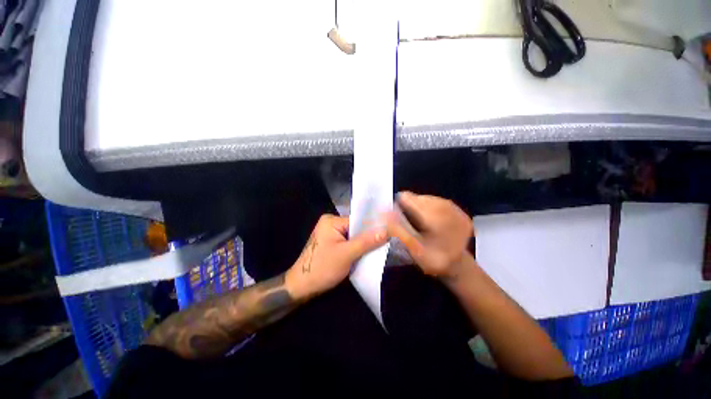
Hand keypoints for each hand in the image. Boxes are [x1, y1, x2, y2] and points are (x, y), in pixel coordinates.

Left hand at [286, 214, 386, 298]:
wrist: (301, 288)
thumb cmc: (322, 268)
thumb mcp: (346, 254)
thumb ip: (366, 242)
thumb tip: (387, 231)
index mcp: (331, 221)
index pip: (357, 221)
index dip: (372, 228)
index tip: (388, 235)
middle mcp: (331, 223)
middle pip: (356, 228)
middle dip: (368, 238)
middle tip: (385, 244)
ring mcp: (331, 234)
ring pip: (354, 237)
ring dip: (363, 245)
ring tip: (378, 250)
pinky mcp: (332, 244)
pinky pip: (349, 243)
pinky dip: (357, 249)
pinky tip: (366, 255)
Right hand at [385, 191, 472, 278]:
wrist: (458, 267)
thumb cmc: (433, 260)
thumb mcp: (413, 249)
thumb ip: (398, 231)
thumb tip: (385, 213)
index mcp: (437, 216)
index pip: (406, 198)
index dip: (398, 207)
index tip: (397, 220)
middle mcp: (447, 206)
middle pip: (416, 197)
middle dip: (409, 209)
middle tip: (409, 226)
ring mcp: (455, 207)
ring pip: (424, 199)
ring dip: (418, 210)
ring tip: (420, 226)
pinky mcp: (457, 209)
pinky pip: (434, 202)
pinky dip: (428, 211)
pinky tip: (430, 224)